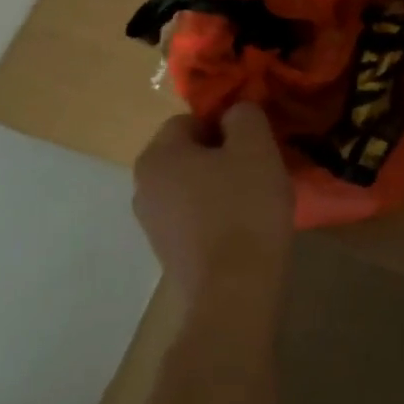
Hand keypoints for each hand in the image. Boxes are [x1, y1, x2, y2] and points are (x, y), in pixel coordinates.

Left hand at [133, 103, 293, 308]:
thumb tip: (235, 113)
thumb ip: (244, 116)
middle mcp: (143, 186)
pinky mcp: (169, 252)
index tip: (255, 143)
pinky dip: (218, 215)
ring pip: (193, 186)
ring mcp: (152, 224)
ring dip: (222, 185)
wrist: (234, 290)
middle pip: (189, 154)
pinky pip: (195, 217)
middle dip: (223, 155)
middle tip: (259, 167)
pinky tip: (245, 228)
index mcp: (157, 156)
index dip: (226, 124)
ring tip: (256, 199)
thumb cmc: (244, 207)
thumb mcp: (255, 146)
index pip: (190, 120)